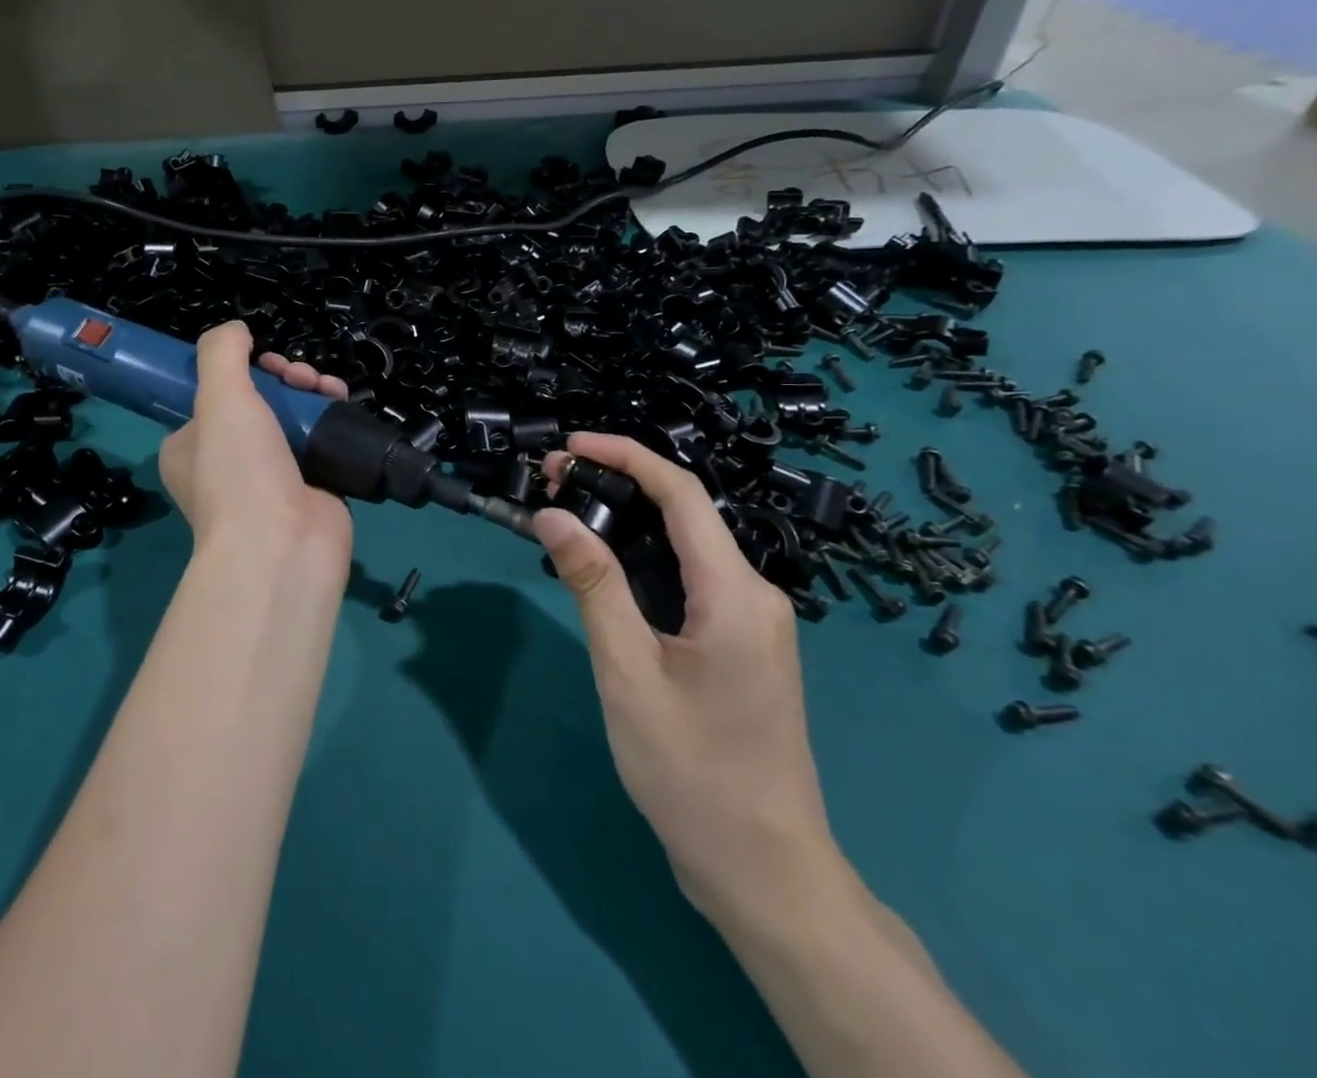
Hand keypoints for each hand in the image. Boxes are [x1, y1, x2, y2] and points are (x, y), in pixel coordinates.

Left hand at [157, 322, 353, 596]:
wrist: (283, 546)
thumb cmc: (239, 471)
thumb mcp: (218, 398)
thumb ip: (222, 353)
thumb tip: (237, 330)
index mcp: (191, 446)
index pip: (213, 394)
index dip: (241, 369)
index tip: (261, 361)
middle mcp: (228, 462)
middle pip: (260, 400)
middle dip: (284, 377)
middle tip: (298, 376)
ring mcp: (272, 477)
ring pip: (293, 416)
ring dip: (311, 391)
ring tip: (326, 388)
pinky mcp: (313, 486)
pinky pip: (321, 440)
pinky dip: (332, 418)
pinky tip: (341, 402)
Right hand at [534, 432, 840, 923]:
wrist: (764, 870)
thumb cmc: (692, 772)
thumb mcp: (628, 673)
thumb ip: (593, 585)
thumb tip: (553, 515)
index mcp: (735, 592)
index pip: (681, 493)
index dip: (625, 455)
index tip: (570, 446)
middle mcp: (754, 594)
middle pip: (684, 514)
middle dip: (619, 486)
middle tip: (552, 484)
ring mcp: (753, 621)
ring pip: (686, 548)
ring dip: (629, 524)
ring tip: (567, 518)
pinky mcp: (742, 646)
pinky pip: (691, 581)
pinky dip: (644, 563)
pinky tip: (605, 572)